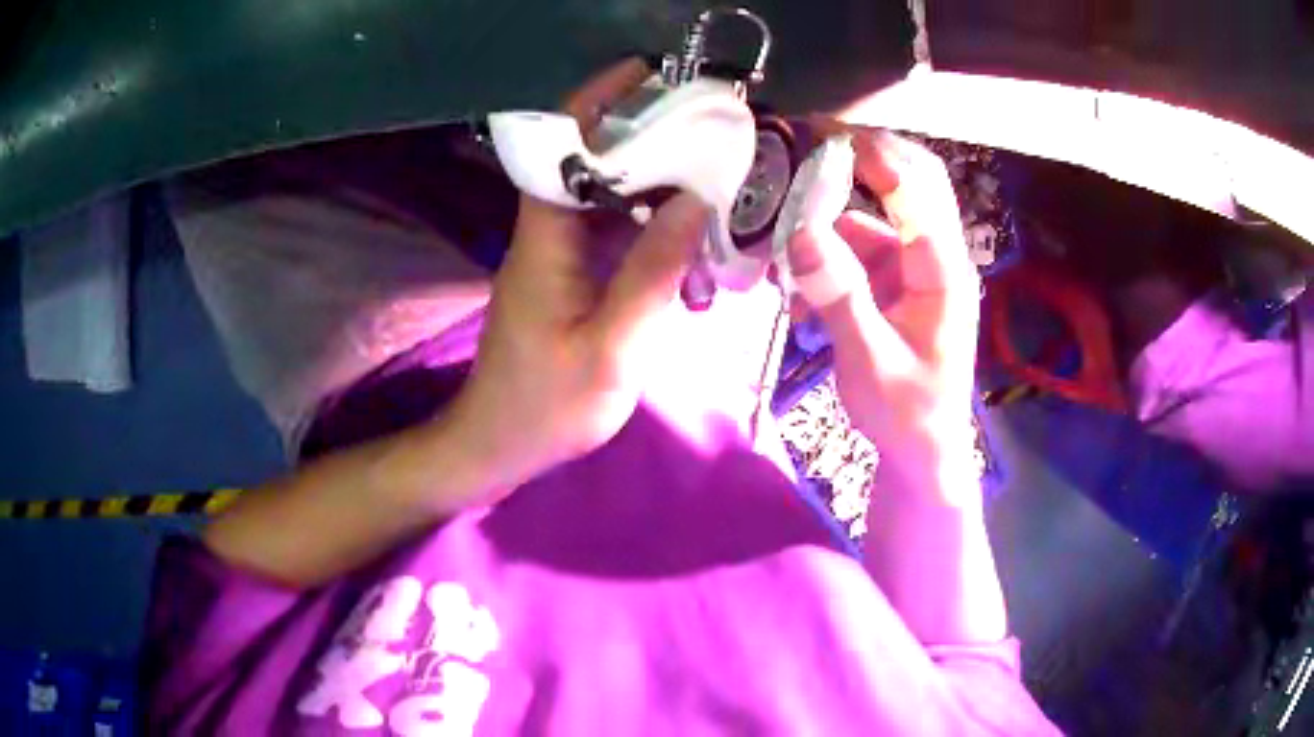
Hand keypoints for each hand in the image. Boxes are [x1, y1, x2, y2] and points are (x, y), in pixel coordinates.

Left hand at [447, 59, 712, 494]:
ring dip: (661, 183)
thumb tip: (697, 202)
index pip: (563, 145)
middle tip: (716, 133)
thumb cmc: (547, 406)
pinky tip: (695, 241)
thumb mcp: (612, 349)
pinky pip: (616, 231)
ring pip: (611, 196)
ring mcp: (560, 253)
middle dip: (653, 136)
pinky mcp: (572, 274)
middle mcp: (548, 231)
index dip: (599, 99)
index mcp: (546, 238)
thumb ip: (653, 274)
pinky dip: (655, 226)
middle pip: (595, 160)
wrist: (500, 443)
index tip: (650, 73)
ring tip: (720, 180)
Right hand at [788, 128, 979, 491]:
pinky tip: (799, 293)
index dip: (874, 154)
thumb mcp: (870, 361)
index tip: (821, 135)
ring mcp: (914, 268)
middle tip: (806, 146)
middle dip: (861, 160)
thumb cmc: (906, 413)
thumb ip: (839, 295)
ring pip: (873, 217)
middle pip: (909, 182)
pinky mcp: (895, 284)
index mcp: (942, 270)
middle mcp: (933, 257)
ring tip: (782, 237)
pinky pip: (859, 251)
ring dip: (830, 221)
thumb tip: (802, 230)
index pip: (919, 189)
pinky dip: (828, 257)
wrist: (921, 452)